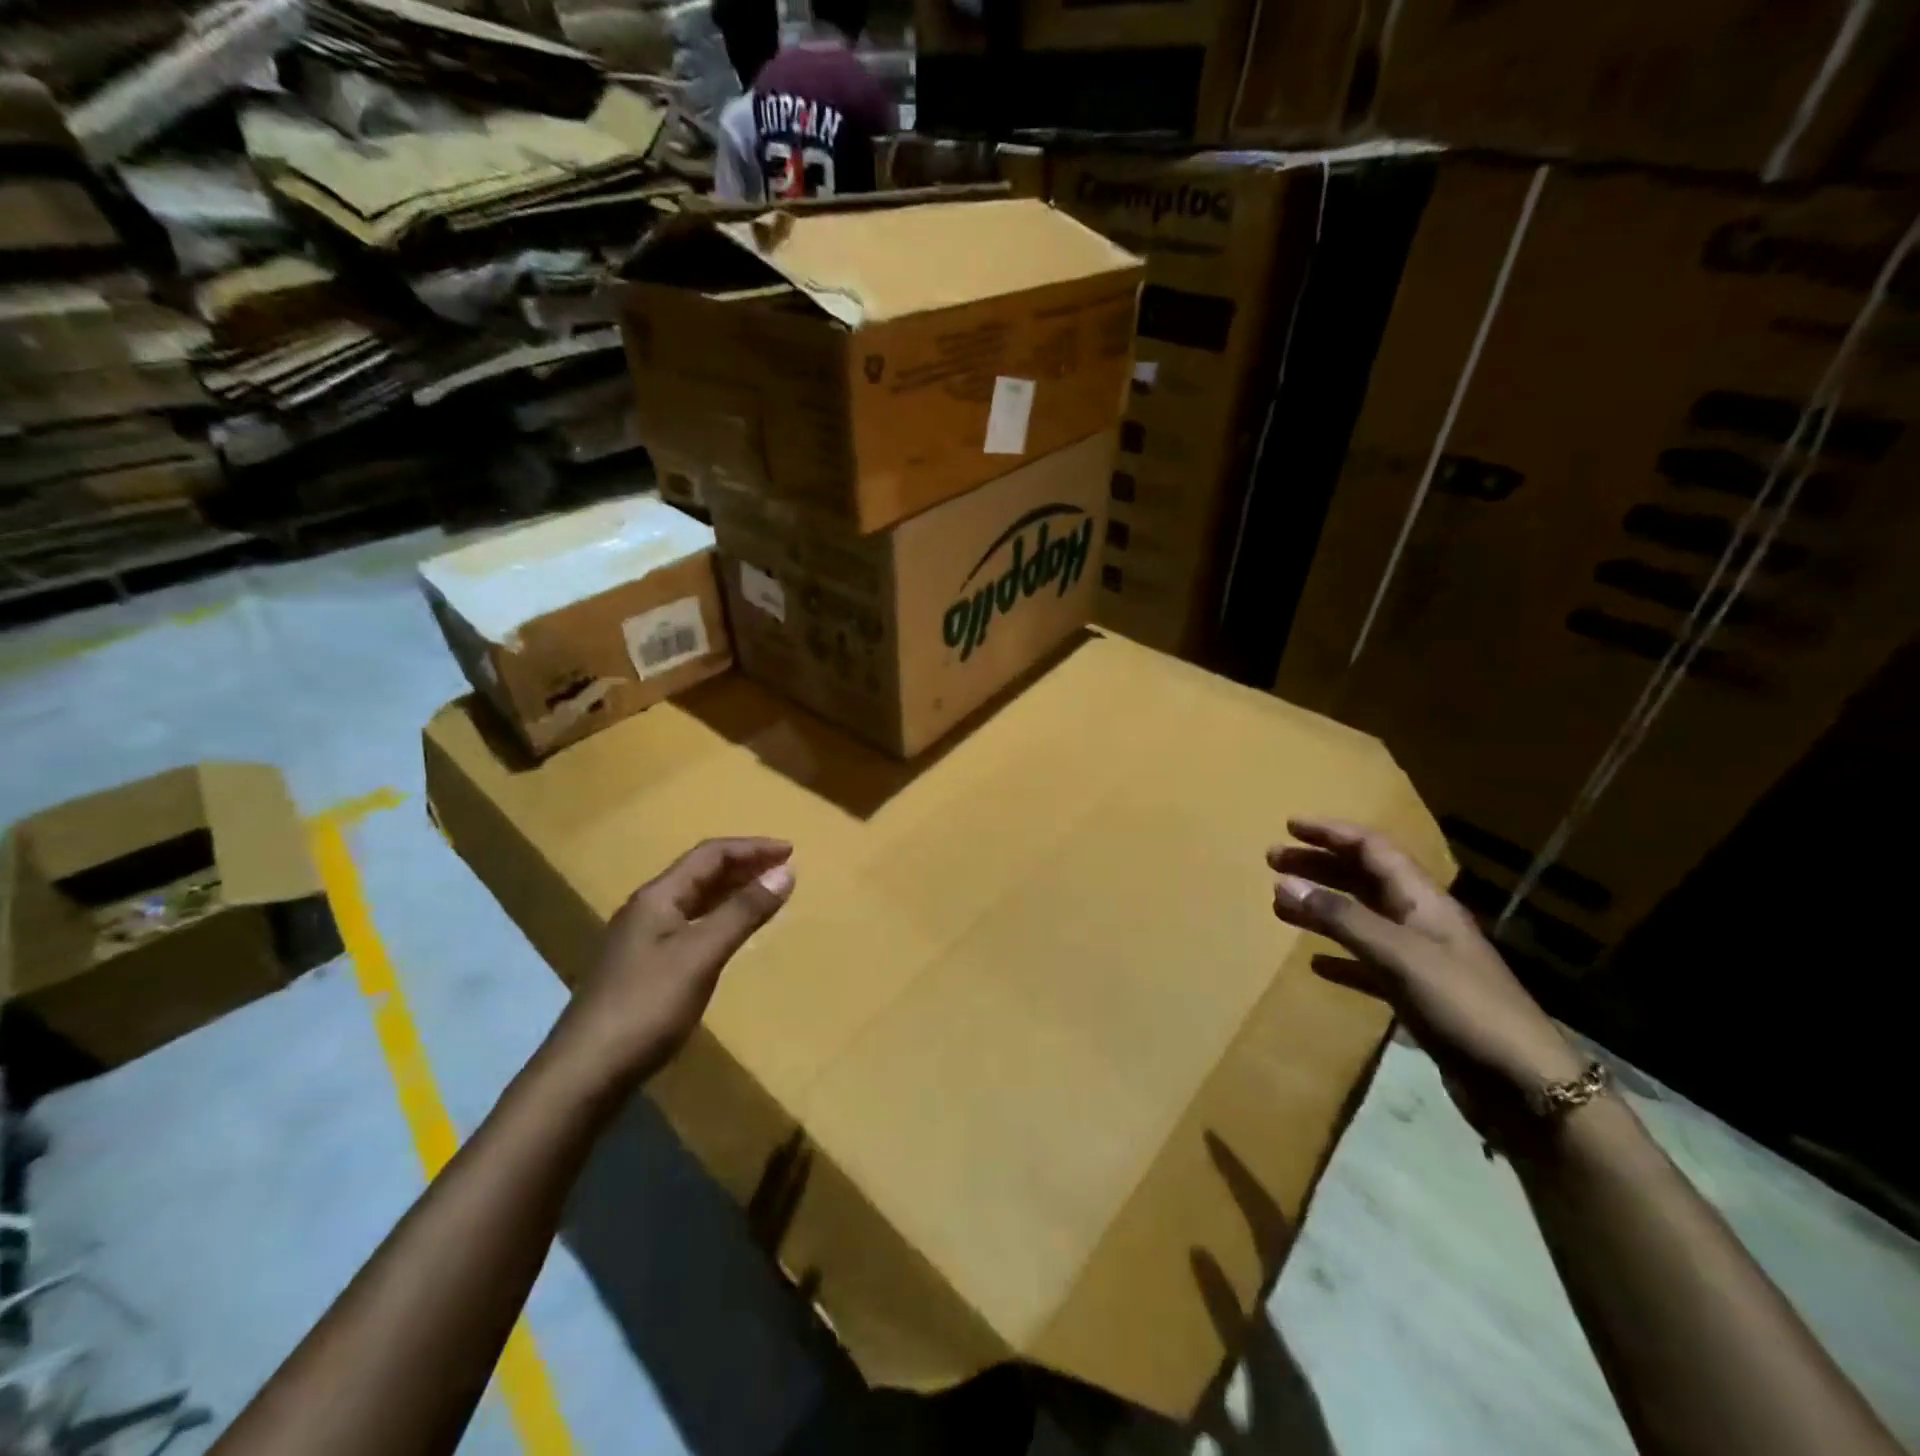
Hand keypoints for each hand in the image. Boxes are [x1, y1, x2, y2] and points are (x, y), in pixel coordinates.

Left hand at [550, 837, 794, 1092]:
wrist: (585, 1072)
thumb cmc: (647, 1006)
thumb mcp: (701, 955)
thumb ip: (743, 912)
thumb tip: (785, 871)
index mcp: (658, 897)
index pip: (710, 855)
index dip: (752, 848)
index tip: (791, 852)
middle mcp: (647, 909)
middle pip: (701, 873)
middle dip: (744, 865)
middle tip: (784, 869)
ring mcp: (642, 939)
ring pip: (695, 900)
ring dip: (732, 890)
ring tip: (766, 892)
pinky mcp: (643, 967)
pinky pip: (690, 924)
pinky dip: (718, 917)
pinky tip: (731, 932)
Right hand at [1268, 818, 1584, 1147]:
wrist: (1524, 1086)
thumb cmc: (1462, 1006)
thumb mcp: (1397, 955)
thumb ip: (1340, 918)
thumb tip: (1283, 883)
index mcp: (1423, 901)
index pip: (1373, 849)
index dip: (1332, 833)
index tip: (1289, 826)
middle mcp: (1422, 922)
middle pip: (1363, 879)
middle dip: (1319, 866)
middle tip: (1273, 862)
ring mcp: (1422, 960)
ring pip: (1362, 919)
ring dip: (1323, 907)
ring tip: (1282, 906)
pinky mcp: (1419, 996)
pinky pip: (1369, 964)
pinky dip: (1340, 956)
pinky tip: (1316, 964)